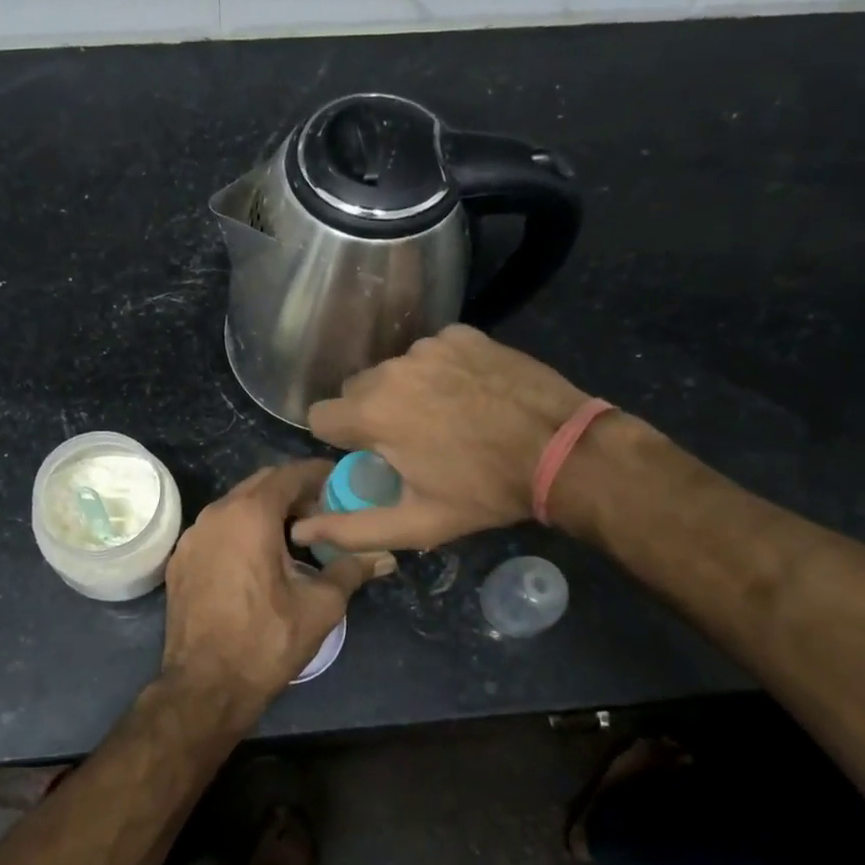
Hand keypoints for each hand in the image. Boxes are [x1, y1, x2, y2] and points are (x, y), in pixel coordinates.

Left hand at [162, 462, 394, 711]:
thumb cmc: (266, 641)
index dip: (317, 474)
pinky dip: (240, 530)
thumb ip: (351, 570)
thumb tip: (384, 556)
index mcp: (251, 515)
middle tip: (322, 511)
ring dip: (265, 510)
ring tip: (294, 536)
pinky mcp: (180, 559)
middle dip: (292, 490)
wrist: (205, 686)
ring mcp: (193, 536)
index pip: (288, 474)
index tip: (339, 481)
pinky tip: (257, 559)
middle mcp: (216, 514)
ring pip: (235, 505)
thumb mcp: (319, 606)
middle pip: (260, 484)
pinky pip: (216, 529)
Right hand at [290, 325, 591, 552]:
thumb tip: (301, 530)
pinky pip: (432, 352)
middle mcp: (392, 369)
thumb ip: (352, 529)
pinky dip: (441, 370)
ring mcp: (430, 346)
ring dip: (407, 390)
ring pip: (395, 369)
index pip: (320, 415)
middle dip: (372, 413)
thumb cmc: (485, 492)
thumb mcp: (417, 523)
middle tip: (414, 441)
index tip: (372, 454)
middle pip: (357, 389)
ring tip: (449, 416)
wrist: (564, 451)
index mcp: (373, 413)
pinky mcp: (462, 334)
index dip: (341, 439)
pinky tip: (471, 393)